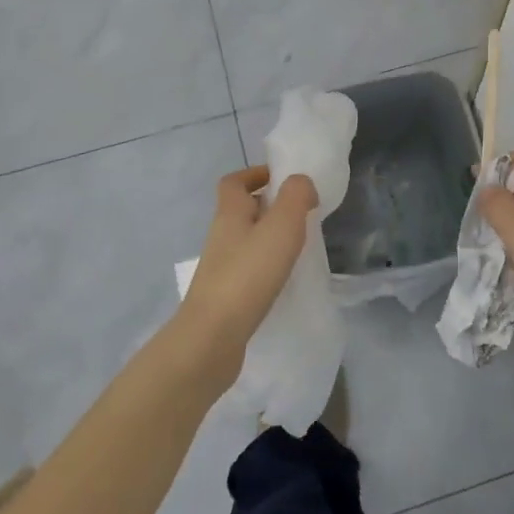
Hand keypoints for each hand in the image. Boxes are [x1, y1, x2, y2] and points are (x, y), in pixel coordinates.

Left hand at [174, 165, 316, 380]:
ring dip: (270, 239)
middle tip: (301, 214)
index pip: (234, 182)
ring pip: (247, 241)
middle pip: (242, 211)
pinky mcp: (225, 296)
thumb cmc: (248, 275)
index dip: (255, 174)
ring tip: (299, 247)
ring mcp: (220, 268)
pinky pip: (249, 270)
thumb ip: (296, 196)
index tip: (282, 179)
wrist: (212, 339)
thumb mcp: (281, 226)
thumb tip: (301, 182)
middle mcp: (221, 237)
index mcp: (229, 214)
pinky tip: (286, 279)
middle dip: (269, 207)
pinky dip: (267, 267)